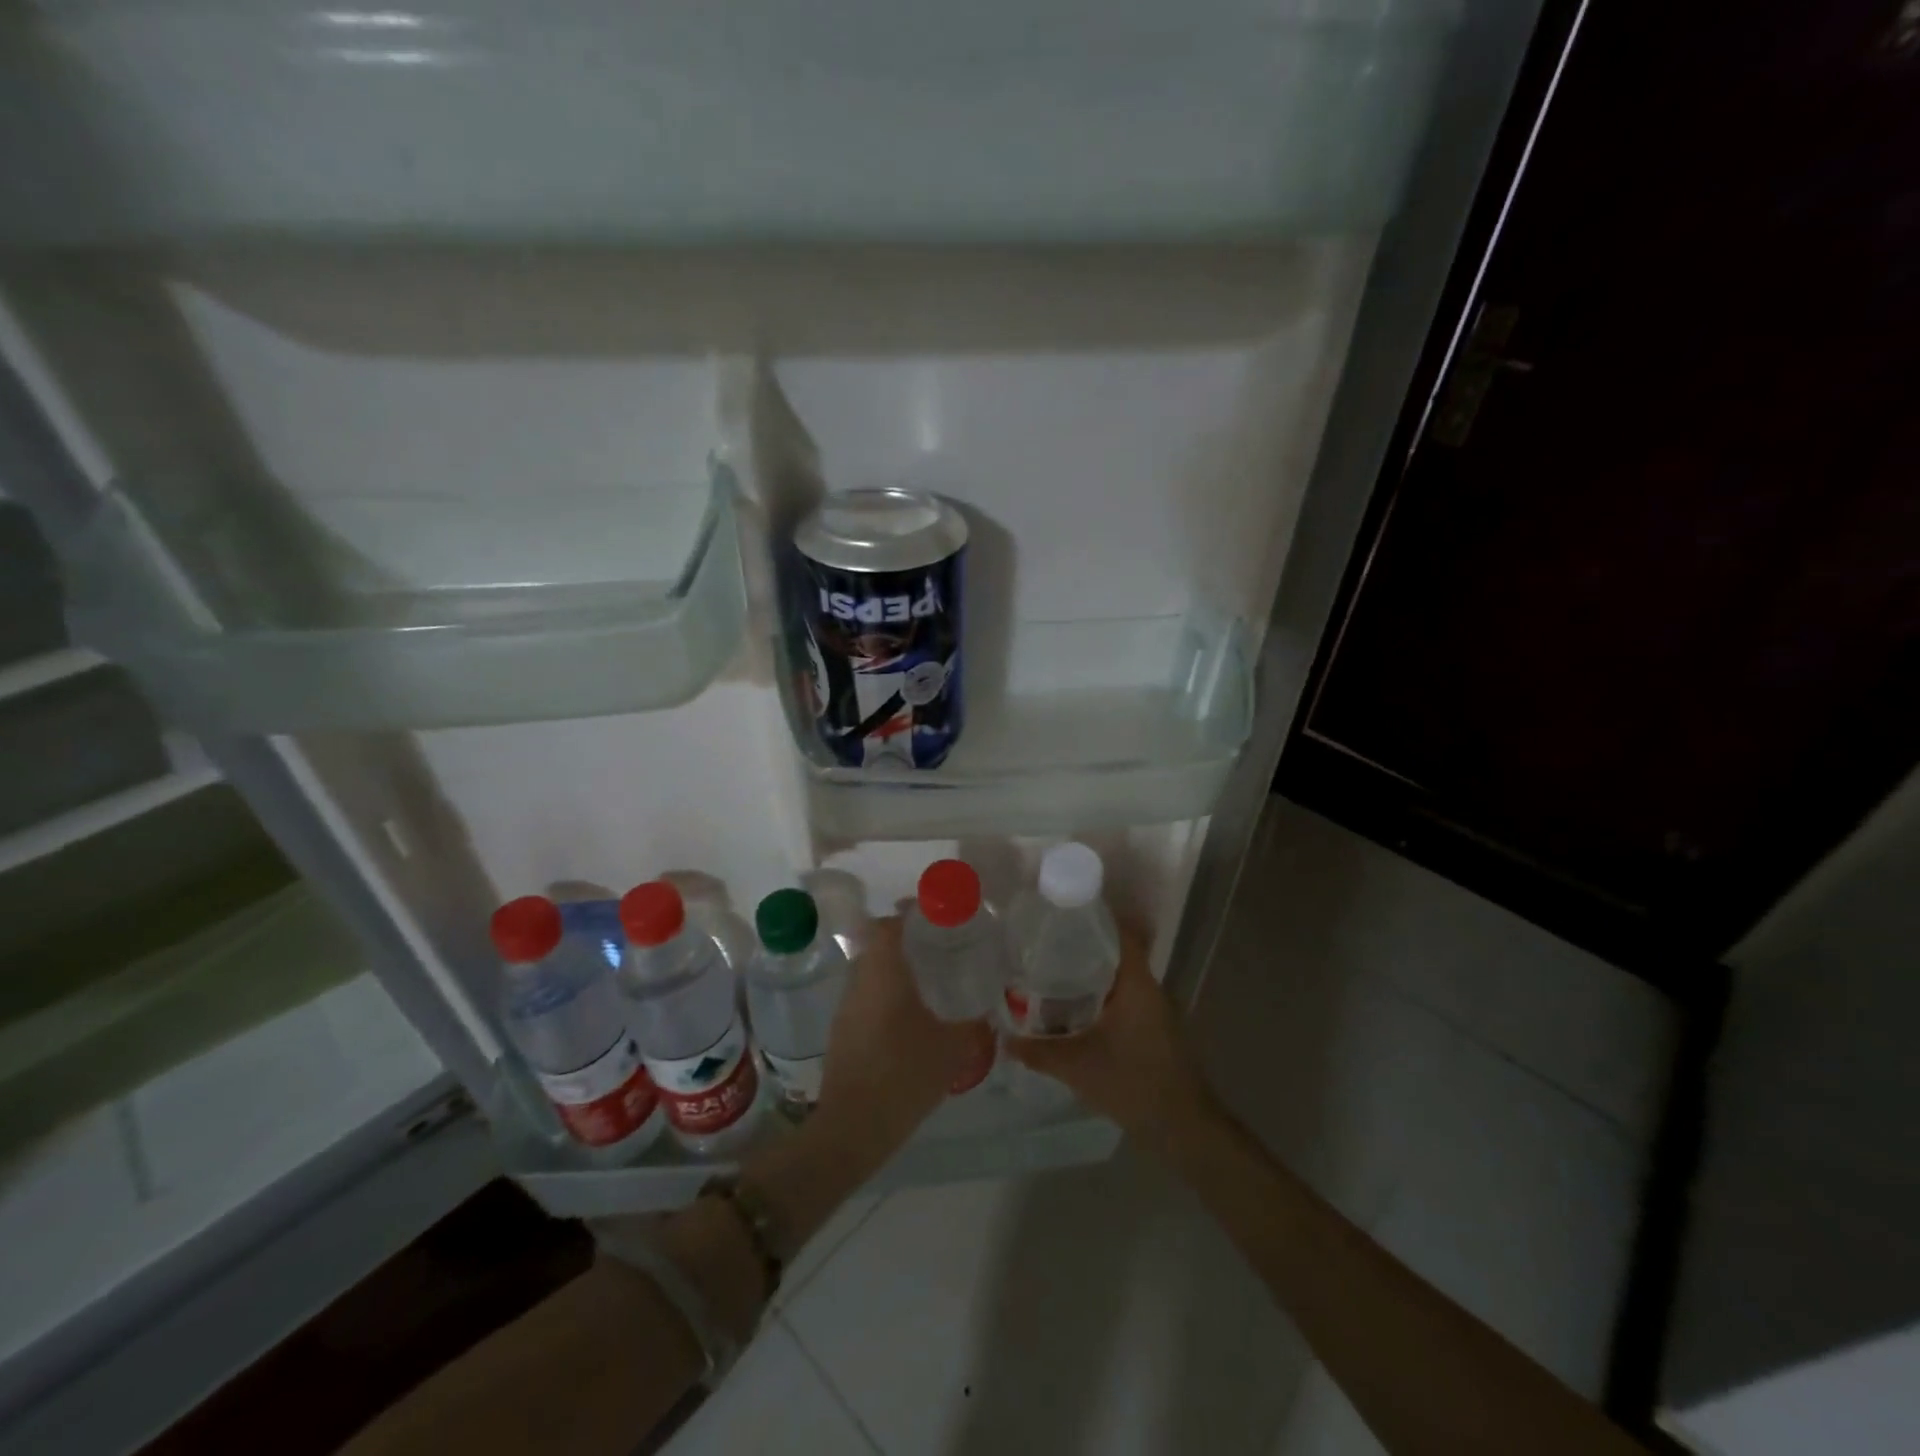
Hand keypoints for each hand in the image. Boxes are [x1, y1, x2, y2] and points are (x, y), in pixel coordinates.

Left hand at [814, 917, 987, 1171]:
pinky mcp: (842, 1031)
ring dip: (893, 966)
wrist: (853, 1127)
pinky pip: (864, 995)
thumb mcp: (952, 1048)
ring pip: (869, 970)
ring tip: (926, 977)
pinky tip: (907, 1015)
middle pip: (876, 943)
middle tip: (936, 944)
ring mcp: (846, 1007)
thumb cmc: (904, 1075)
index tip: (933, 914)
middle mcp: (859, 982)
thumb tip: (989, 1008)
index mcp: (884, 974)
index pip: (889, 924)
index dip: (909, 913)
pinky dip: (884, 992)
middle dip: (904, 938)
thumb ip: (973, 1023)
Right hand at [1005, 931, 1212, 1154]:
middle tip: (1043, 945)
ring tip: (1050, 974)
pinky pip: (1122, 1000)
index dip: (1093, 917)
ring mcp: (1155, 1011)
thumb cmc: (1132, 1084)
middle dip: (1080, 947)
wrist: (1183, 1129)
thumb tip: (1004, 1038)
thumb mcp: (1076, 1066)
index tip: (1061, 912)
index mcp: (1136, 983)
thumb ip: (1038, 1051)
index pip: (1120, 932)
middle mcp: (1149, 989)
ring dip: (1089, 975)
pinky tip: (1073, 1011)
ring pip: (1118, 979)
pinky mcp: (1154, 1030)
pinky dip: (1098, 998)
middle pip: (1115, 953)